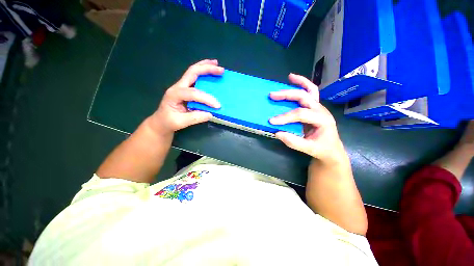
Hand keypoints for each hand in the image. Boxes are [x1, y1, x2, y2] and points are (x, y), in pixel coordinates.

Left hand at [148, 59, 223, 135]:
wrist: (161, 121)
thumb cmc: (169, 122)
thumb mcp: (181, 122)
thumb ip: (195, 118)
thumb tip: (210, 114)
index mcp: (175, 94)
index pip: (193, 93)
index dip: (207, 99)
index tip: (217, 106)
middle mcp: (178, 86)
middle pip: (192, 72)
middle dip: (207, 69)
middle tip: (221, 70)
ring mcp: (181, 86)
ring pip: (193, 71)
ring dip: (205, 66)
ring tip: (216, 64)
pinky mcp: (186, 88)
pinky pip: (195, 77)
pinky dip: (203, 72)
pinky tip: (210, 71)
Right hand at [269, 73, 346, 163]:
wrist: (332, 149)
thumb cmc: (322, 149)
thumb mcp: (309, 149)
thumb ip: (294, 142)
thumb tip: (277, 133)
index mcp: (322, 120)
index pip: (301, 114)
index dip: (285, 117)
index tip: (272, 121)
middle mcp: (321, 110)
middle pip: (304, 97)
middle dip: (287, 95)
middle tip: (272, 95)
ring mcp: (318, 107)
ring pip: (310, 90)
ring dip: (299, 82)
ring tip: (289, 77)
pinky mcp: (314, 107)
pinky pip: (310, 92)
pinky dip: (303, 84)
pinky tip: (294, 80)